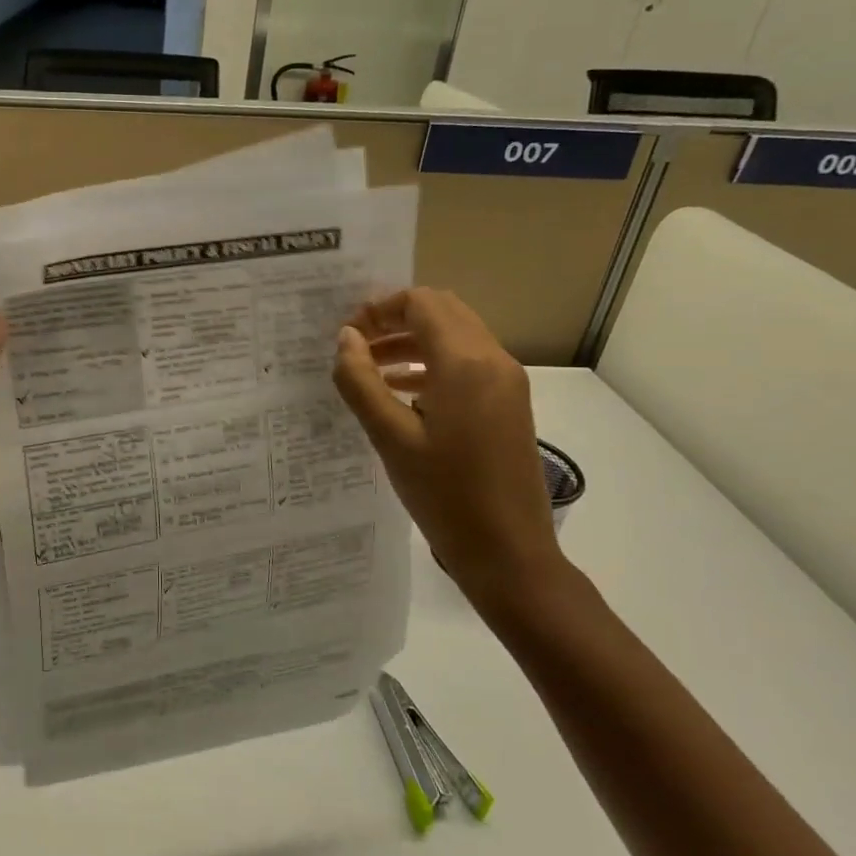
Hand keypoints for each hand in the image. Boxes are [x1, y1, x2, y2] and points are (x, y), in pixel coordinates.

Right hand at [331, 288, 563, 605]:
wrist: (508, 552)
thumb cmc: (444, 494)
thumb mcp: (390, 437)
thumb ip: (361, 381)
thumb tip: (346, 338)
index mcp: (466, 363)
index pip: (421, 304)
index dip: (379, 309)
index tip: (347, 335)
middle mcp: (494, 360)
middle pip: (442, 311)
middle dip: (396, 319)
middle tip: (357, 345)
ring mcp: (507, 382)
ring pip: (456, 335)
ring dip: (413, 341)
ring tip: (370, 368)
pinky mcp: (509, 403)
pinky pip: (468, 363)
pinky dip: (432, 363)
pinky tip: (401, 391)